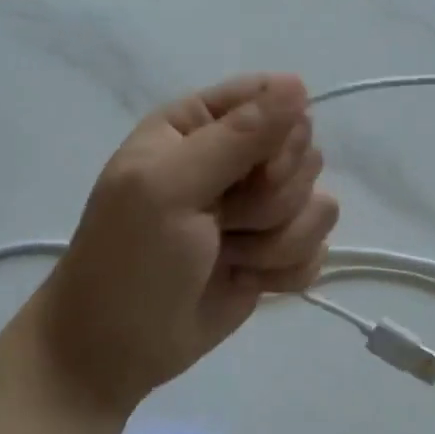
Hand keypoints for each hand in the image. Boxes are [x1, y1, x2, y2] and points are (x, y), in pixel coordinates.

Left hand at [23, 74, 336, 413]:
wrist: (116, 349)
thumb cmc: (130, 258)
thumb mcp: (170, 187)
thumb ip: (238, 136)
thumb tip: (299, 85)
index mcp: (198, 126)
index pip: (272, 98)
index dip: (277, 134)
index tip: (256, 169)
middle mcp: (235, 160)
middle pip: (304, 153)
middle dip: (271, 197)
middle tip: (223, 221)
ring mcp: (259, 210)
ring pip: (318, 204)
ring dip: (275, 240)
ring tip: (227, 256)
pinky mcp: (276, 254)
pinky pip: (318, 248)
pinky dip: (285, 271)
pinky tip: (247, 280)